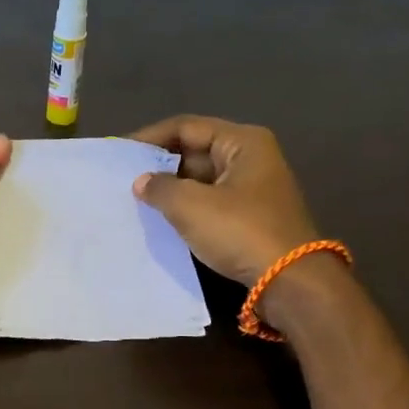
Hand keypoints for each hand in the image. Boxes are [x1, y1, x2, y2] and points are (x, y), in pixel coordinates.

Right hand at [129, 115, 319, 286]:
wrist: (288, 281)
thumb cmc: (240, 231)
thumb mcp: (191, 206)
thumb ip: (160, 188)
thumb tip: (142, 182)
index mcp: (242, 142)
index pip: (186, 127)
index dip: (150, 137)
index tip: (119, 152)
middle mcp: (250, 159)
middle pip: (194, 151)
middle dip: (160, 165)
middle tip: (123, 179)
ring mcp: (252, 189)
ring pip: (200, 180)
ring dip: (171, 189)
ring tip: (136, 200)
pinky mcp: (249, 217)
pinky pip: (209, 203)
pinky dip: (186, 208)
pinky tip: (161, 219)